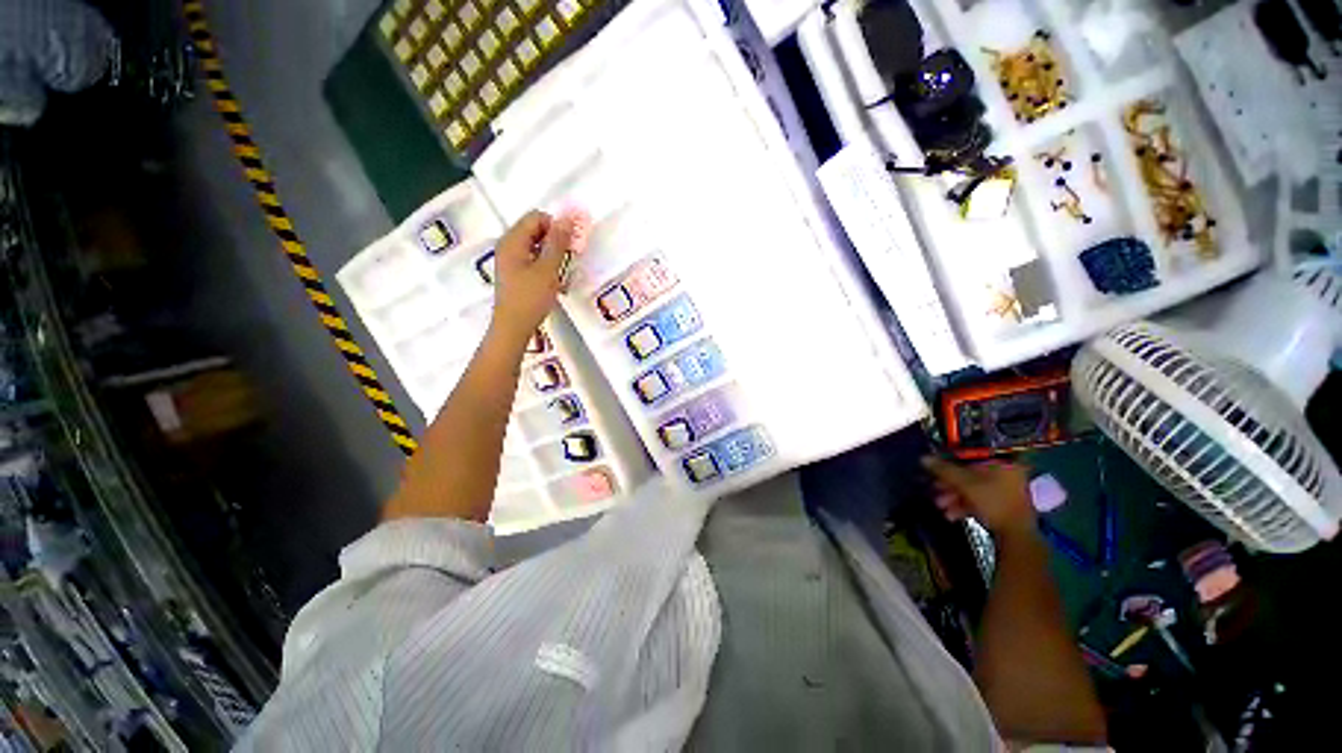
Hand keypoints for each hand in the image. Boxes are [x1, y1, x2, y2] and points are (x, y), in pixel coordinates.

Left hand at [490, 210, 588, 344]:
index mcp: (512, 241)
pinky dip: (546, 267)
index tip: (571, 244)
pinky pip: (533, 261)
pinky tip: (556, 283)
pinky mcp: (515, 274)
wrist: (513, 327)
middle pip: (536, 231)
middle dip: (556, 242)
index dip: (557, 227)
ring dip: (553, 256)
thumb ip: (558, 243)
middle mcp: (508, 246)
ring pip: (536, 247)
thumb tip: (567, 219)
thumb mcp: (548, 269)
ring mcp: (510, 261)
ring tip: (564, 274)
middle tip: (571, 259)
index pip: (537, 218)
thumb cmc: (530, 298)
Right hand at [923, 456, 1035, 537]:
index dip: (950, 460)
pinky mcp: (1003, 505)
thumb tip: (923, 458)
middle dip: (950, 483)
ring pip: (973, 488)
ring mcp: (1006, 490)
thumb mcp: (964, 483)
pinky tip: (951, 514)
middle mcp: (1007, 473)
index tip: (936, 467)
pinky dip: (965, 505)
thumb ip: (944, 470)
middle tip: (934, 488)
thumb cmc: (993, 502)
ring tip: (940, 505)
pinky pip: (980, 499)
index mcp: (1002, 463)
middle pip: (970, 473)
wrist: (1016, 535)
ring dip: (954, 496)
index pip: (971, 455)